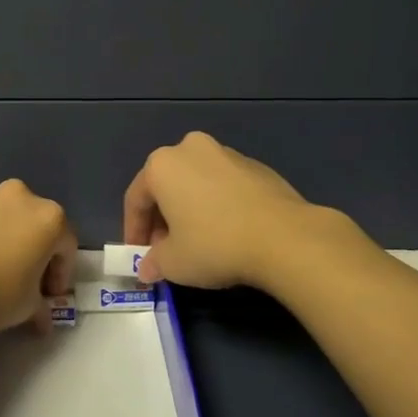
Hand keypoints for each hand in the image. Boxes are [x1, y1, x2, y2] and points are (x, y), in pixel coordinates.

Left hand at [0, 179, 77, 338]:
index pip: (66, 246)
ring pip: (7, 222)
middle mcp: (20, 198)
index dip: (61, 274)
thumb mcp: (28, 306)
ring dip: (8, 244)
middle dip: (36, 254)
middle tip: (28, 284)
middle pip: (37, 226)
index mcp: (48, 217)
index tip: (50, 297)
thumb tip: (41, 318)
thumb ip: (40, 306)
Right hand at [123, 131, 350, 289]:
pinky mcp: (256, 165)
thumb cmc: (215, 244)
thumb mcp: (174, 262)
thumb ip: (154, 262)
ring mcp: (226, 153)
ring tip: (197, 241)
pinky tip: (227, 231)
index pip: (136, 198)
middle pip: (166, 185)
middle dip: (162, 218)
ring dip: (190, 209)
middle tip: (166, 249)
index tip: (137, 254)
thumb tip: (147, 268)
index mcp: (162, 164)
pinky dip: (218, 204)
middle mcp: (190, 149)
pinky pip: (224, 185)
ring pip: (196, 182)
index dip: (133, 230)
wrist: (284, 236)